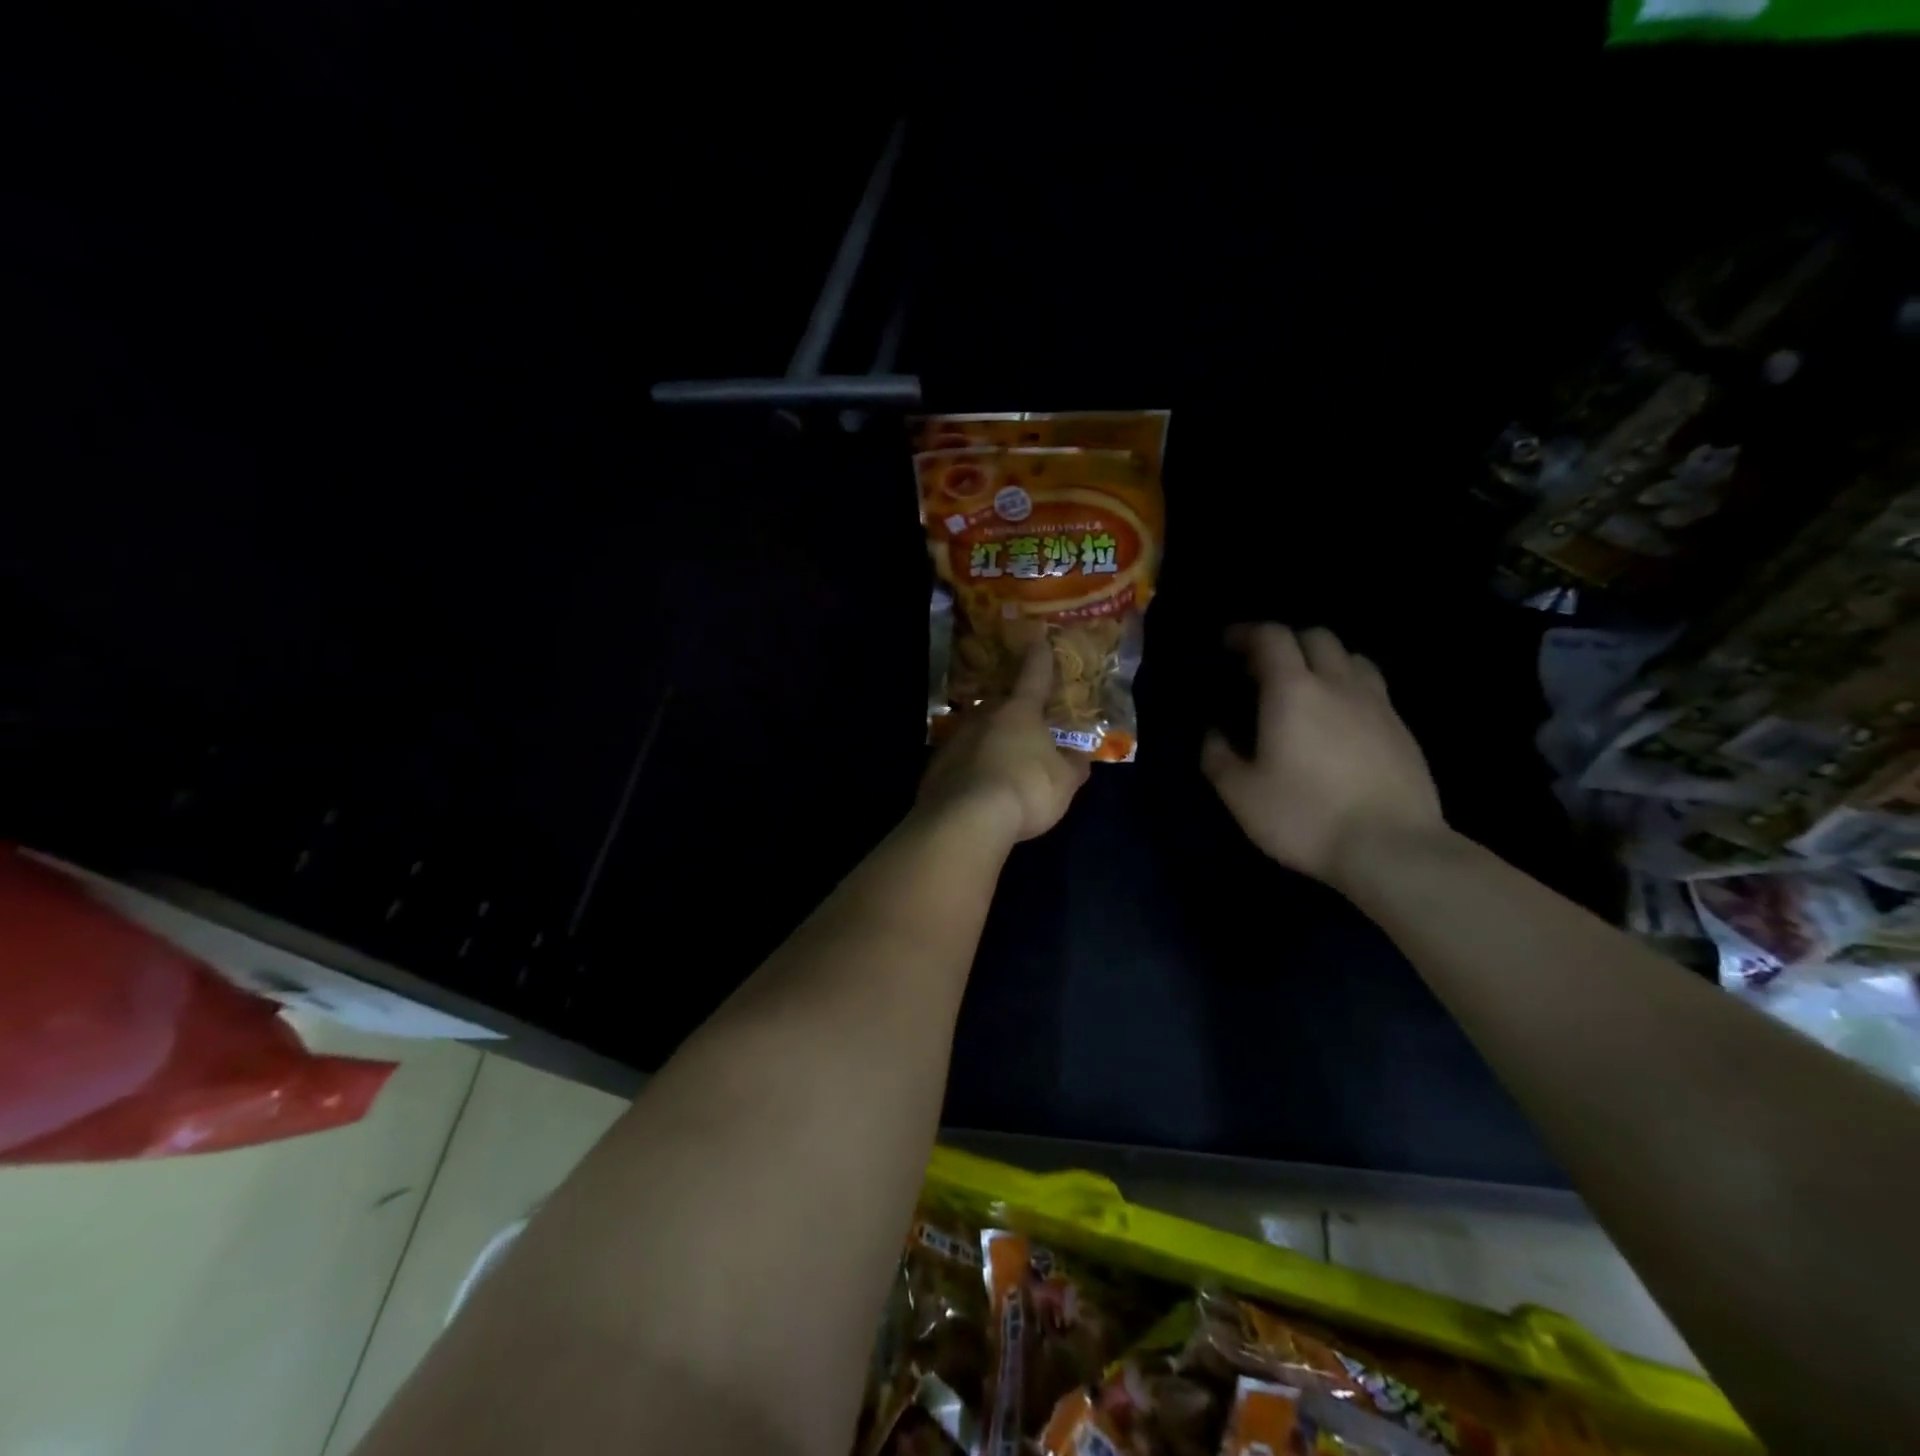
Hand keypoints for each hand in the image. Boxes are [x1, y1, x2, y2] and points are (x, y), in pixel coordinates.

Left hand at [918, 642, 1091, 842]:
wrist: (965, 820)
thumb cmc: (1026, 790)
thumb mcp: (1064, 782)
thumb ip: (1073, 765)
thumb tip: (1080, 756)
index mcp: (1019, 710)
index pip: (1034, 675)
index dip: (1040, 658)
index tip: (1039, 641)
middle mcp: (983, 715)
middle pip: (1001, 706)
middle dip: (1013, 715)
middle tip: (1024, 732)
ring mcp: (955, 739)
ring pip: (977, 733)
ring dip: (989, 743)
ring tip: (1001, 767)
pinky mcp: (935, 766)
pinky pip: (960, 761)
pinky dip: (970, 769)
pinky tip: (978, 790)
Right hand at [1202, 624, 1443, 888]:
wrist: (1391, 848)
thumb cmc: (1304, 816)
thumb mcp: (1241, 794)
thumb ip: (1218, 756)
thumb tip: (1213, 732)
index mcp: (1293, 691)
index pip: (1272, 637)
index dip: (1247, 633)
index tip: (1228, 645)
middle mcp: (1338, 684)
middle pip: (1316, 637)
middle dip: (1285, 642)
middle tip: (1262, 668)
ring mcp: (1377, 704)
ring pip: (1351, 658)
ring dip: (1322, 660)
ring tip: (1305, 687)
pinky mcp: (1402, 729)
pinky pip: (1372, 688)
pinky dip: (1348, 687)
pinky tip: (1339, 719)